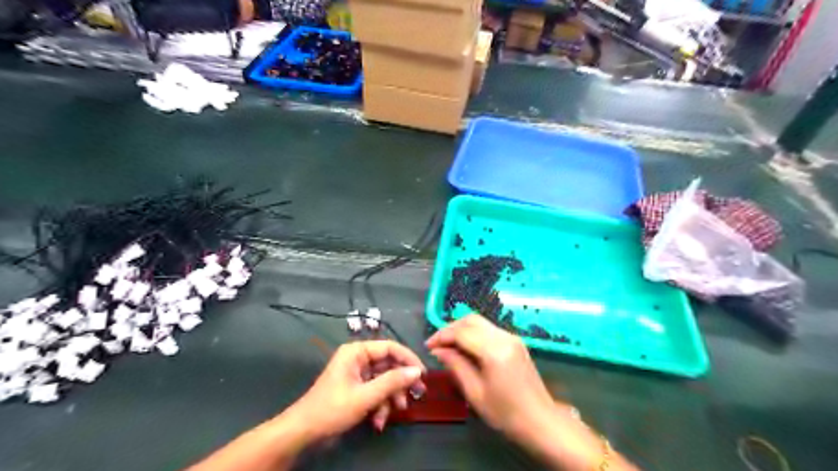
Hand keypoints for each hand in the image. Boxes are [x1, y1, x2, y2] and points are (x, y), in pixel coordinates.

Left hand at [281, 339, 425, 441]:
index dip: (408, 359)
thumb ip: (392, 382)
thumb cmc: (332, 409)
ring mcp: (357, 374)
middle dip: (400, 383)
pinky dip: (380, 405)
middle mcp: (358, 359)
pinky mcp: (357, 389)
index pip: (390, 347)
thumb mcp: (365, 396)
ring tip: (395, 412)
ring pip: (384, 380)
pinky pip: (376, 392)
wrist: (304, 433)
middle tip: (417, 395)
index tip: (423, 374)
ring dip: (391, 397)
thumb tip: (417, 371)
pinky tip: (378, 422)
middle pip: (389, 365)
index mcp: (357, 352)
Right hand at [426, 317, 554, 444]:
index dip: (442, 336)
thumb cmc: (506, 414)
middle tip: (436, 344)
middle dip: (450, 328)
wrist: (541, 422)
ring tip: (447, 346)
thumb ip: (456, 366)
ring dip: (461, 329)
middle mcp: (504, 337)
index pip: (461, 332)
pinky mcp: (515, 342)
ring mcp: (512, 337)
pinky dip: (473, 333)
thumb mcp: (475, 393)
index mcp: (494, 351)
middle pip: (471, 320)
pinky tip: (465, 347)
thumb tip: (438, 351)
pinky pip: (489, 329)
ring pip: (480, 322)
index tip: (428, 347)